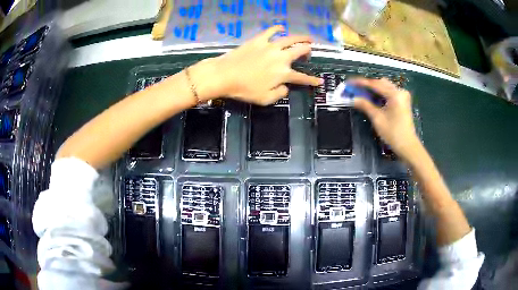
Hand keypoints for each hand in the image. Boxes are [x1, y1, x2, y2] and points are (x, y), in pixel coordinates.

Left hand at [189, 25, 322, 104]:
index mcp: (283, 73)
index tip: (319, 81)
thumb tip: (286, 87)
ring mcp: (270, 46)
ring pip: (290, 39)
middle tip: (310, 51)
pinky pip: (271, 31)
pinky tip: (281, 27)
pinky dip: (277, 28)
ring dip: (301, 38)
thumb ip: (280, 93)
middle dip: (308, 51)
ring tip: (308, 37)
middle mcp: (281, 57)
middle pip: (300, 51)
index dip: (312, 80)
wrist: (224, 75)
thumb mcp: (265, 99)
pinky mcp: (259, 40)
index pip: (302, 78)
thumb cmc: (244, 89)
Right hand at [352, 78, 420, 160]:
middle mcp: (400, 91)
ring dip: (373, 89)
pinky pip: (389, 93)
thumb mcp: (377, 118)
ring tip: (362, 94)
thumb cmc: (393, 133)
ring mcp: (402, 96)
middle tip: (355, 89)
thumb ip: (365, 105)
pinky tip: (372, 98)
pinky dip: (380, 94)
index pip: (375, 84)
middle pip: (380, 83)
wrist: (407, 146)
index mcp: (395, 94)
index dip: (361, 83)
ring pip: (385, 87)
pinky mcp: (403, 101)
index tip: (349, 82)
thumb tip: (353, 98)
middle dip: (367, 85)